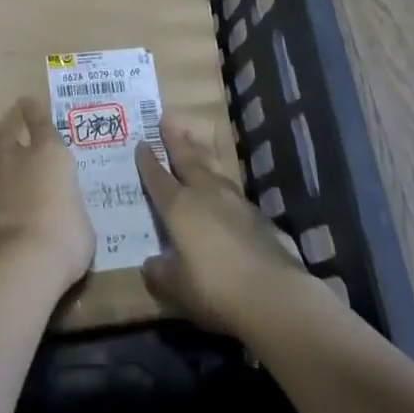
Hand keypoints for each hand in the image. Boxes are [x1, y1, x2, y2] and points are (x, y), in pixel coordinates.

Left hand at [0, 97, 94, 297]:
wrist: (19, 261)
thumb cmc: (64, 239)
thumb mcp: (81, 224)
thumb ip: (69, 209)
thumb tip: (64, 213)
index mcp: (52, 157)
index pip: (42, 125)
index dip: (34, 112)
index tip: (26, 100)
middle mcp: (20, 158)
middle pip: (2, 132)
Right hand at [136, 112, 309, 335]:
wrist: (272, 293)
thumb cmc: (214, 288)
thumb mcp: (177, 288)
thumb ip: (160, 273)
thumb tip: (149, 264)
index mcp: (178, 207)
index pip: (157, 178)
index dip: (148, 162)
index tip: (141, 143)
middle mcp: (203, 194)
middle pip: (186, 160)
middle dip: (175, 140)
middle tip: (167, 119)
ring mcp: (232, 200)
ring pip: (211, 167)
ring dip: (200, 151)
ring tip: (194, 138)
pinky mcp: (256, 214)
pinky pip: (231, 188)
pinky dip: (221, 179)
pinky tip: (223, 185)